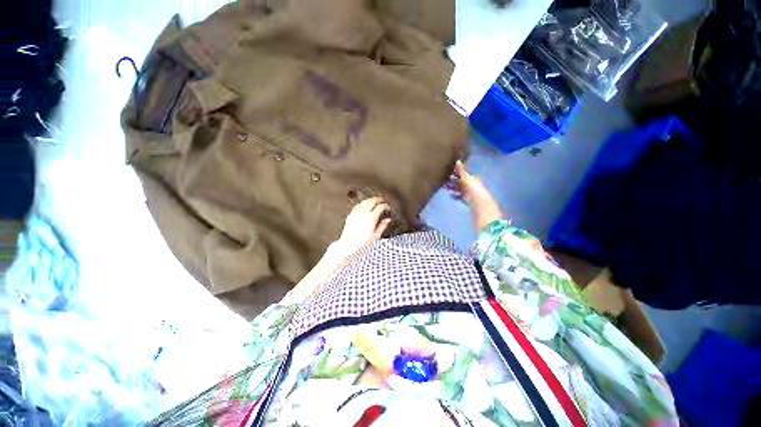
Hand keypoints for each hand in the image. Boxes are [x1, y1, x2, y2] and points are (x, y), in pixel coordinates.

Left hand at [334, 197, 391, 257]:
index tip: (388, 208)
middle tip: (383, 201)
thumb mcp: (376, 236)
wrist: (348, 245)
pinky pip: (358, 205)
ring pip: (365, 201)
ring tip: (375, 202)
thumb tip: (388, 220)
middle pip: (373, 201)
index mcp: (371, 218)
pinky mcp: (351, 215)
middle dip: (379, 199)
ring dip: (371, 200)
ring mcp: (356, 213)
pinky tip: (365, 205)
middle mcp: (363, 213)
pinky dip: (363, 203)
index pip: (381, 206)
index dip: (386, 206)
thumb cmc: (362, 243)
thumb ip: (382, 226)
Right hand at [446, 161, 503, 230]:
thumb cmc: (478, 198)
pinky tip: (451, 196)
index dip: (456, 171)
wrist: (485, 216)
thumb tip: (458, 161)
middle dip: (454, 179)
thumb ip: (463, 173)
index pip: (464, 173)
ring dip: (454, 187)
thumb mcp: (470, 183)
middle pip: (463, 181)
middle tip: (442, 178)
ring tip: (444, 186)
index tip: (446, 169)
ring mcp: (473, 196)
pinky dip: (457, 195)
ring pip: (461, 189)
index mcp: (475, 180)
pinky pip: (462, 197)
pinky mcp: (471, 204)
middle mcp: (474, 186)